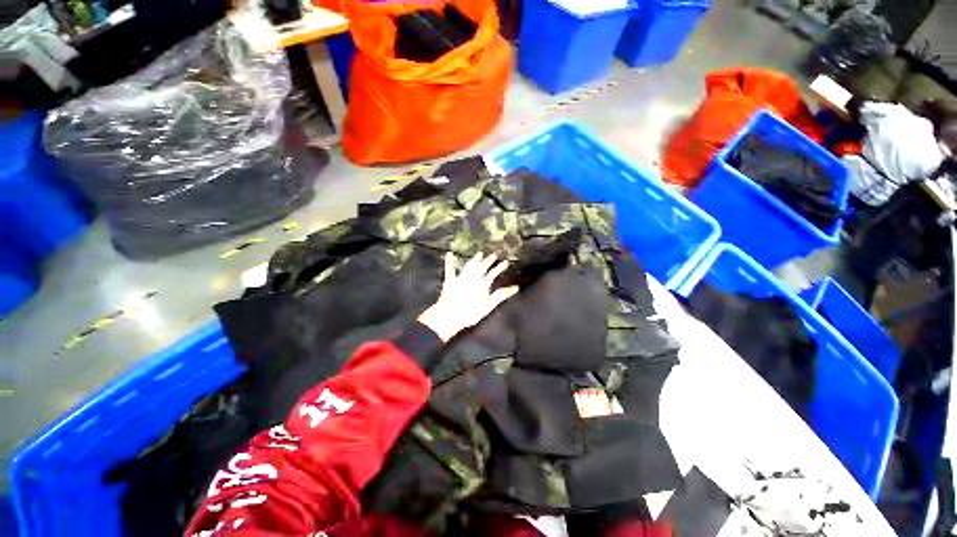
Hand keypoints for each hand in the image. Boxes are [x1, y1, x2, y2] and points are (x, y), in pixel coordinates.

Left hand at [417, 252, 519, 341]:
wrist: (451, 315)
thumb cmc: (471, 312)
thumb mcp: (488, 305)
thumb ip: (501, 295)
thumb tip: (516, 287)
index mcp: (482, 284)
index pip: (493, 273)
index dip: (500, 267)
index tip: (506, 261)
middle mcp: (472, 278)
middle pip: (482, 267)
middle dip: (489, 260)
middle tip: (494, 253)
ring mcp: (461, 278)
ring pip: (469, 266)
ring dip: (475, 259)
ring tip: (479, 253)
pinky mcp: (450, 281)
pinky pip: (450, 270)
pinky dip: (449, 261)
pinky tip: (449, 253)